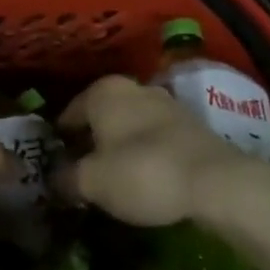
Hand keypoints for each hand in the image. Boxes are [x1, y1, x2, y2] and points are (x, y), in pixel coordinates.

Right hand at [54, 74, 269, 226]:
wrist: (216, 182)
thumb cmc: (142, 172)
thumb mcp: (92, 182)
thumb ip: (66, 179)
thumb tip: (54, 180)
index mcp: (103, 91)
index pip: (68, 113)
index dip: (59, 141)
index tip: (55, 166)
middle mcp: (134, 88)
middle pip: (101, 117)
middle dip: (90, 142)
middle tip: (81, 174)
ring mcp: (166, 104)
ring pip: (129, 126)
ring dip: (119, 148)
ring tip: (113, 180)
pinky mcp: (192, 125)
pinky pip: (155, 138)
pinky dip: (146, 155)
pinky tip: (145, 179)